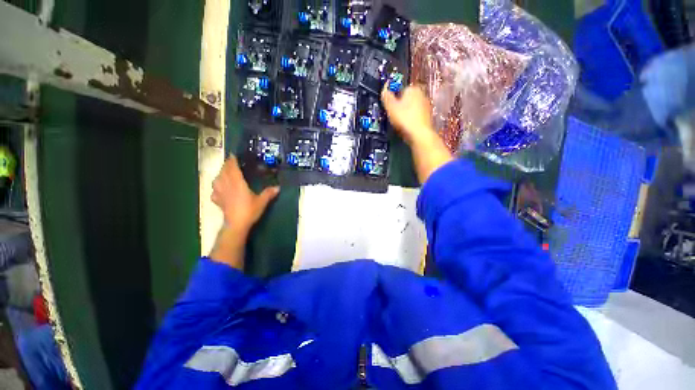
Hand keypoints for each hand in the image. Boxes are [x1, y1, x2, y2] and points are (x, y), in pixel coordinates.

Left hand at [211, 156, 279, 233]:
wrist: (236, 224)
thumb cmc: (249, 210)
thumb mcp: (262, 201)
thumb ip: (269, 193)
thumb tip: (278, 187)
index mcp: (238, 183)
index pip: (233, 168)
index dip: (232, 161)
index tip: (233, 155)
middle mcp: (227, 185)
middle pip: (224, 172)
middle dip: (226, 165)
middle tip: (230, 162)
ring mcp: (220, 193)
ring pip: (217, 179)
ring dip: (220, 174)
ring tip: (224, 173)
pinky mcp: (218, 201)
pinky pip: (214, 191)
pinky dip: (216, 187)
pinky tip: (219, 189)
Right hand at [381, 85, 435, 144]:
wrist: (419, 134)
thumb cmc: (405, 119)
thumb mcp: (391, 107)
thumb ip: (386, 97)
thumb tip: (384, 90)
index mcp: (413, 89)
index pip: (401, 89)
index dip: (394, 98)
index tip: (390, 107)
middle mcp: (422, 94)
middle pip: (407, 99)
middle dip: (400, 106)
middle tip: (394, 115)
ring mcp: (426, 106)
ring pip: (412, 108)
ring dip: (406, 114)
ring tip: (400, 122)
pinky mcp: (428, 117)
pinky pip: (416, 117)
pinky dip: (411, 120)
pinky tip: (407, 127)